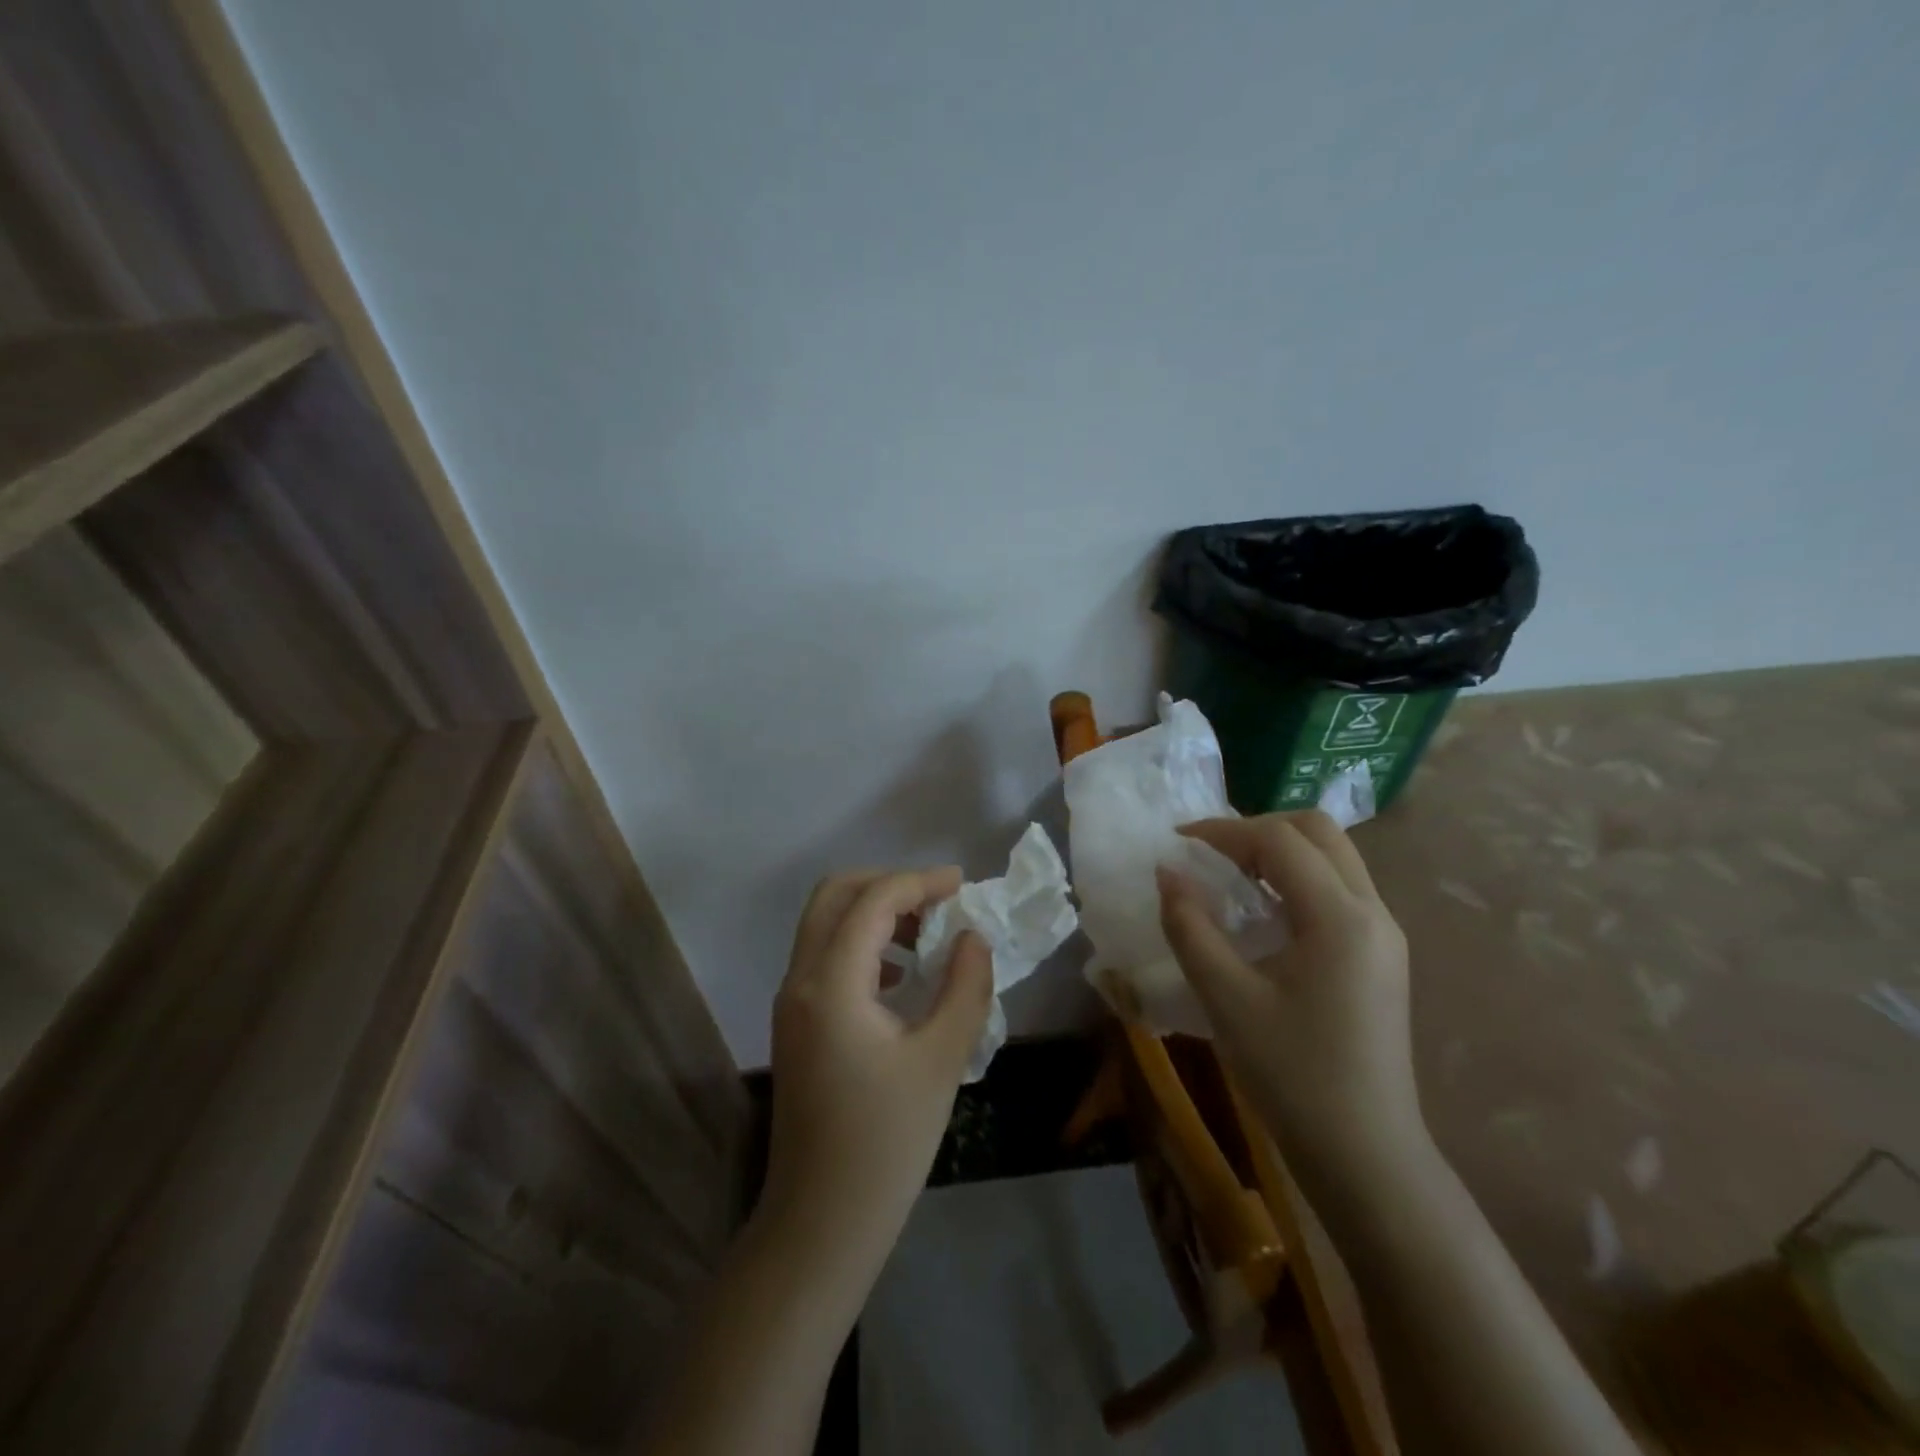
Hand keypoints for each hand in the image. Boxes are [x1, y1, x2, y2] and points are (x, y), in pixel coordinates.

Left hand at [761, 867, 992, 1271]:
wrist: (821, 1222)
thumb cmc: (886, 1142)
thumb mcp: (942, 1059)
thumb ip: (965, 986)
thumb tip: (972, 937)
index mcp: (831, 983)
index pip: (873, 901)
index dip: (920, 881)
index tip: (963, 884)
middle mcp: (800, 980)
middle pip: (834, 895)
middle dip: (888, 884)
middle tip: (938, 899)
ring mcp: (791, 1002)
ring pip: (825, 923)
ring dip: (874, 912)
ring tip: (927, 934)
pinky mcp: (795, 1024)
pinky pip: (825, 956)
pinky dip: (862, 943)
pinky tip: (900, 976)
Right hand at [1156, 811, 1426, 1210]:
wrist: (1365, 1156)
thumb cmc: (1292, 1075)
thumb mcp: (1225, 998)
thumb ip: (1190, 927)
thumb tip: (1166, 872)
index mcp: (1340, 918)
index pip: (1280, 841)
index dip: (1223, 831)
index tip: (1176, 843)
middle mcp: (1372, 913)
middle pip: (1318, 832)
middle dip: (1257, 829)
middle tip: (1209, 852)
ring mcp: (1384, 935)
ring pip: (1334, 858)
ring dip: (1280, 851)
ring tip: (1229, 875)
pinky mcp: (1381, 957)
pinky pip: (1339, 890)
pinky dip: (1297, 879)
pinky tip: (1262, 912)